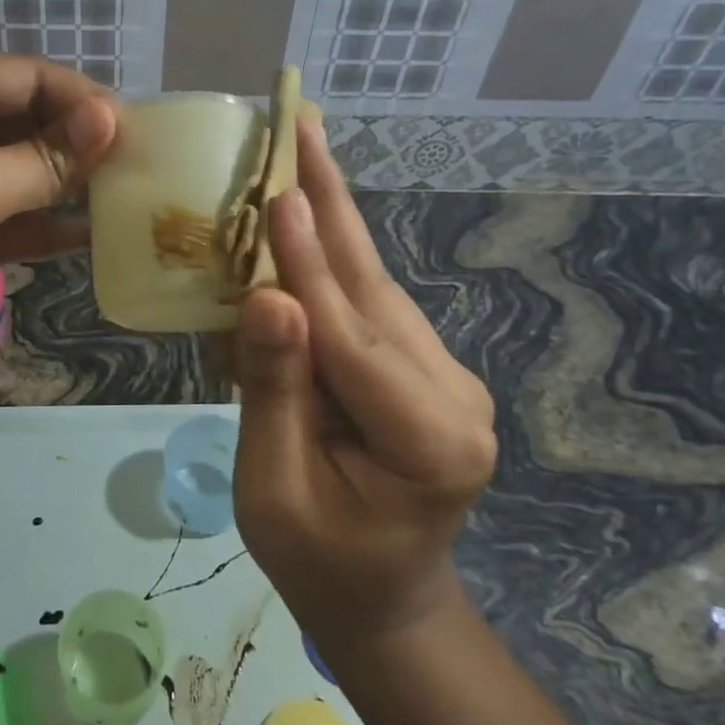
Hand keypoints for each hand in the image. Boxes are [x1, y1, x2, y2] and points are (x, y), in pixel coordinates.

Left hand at [0, 53, 115, 362]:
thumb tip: (113, 121)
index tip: (136, 132)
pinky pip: (11, 217)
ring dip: (68, 187)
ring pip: (24, 173)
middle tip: (141, 168)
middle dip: (80, 146)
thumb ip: (45, 160)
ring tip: (128, 199)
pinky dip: (45, 227)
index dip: (84, 102)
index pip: (30, 77)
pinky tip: (91, 236)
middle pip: (30, 123)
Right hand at [233, 116, 496, 646]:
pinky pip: (371, 305)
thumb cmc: (318, 561)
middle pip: (375, 289)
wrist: (383, 600)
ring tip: (300, 150)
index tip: (277, 193)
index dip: (307, 265)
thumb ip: (275, 394)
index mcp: (428, 441)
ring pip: (375, 287)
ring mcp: (447, 377)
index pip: (353, 339)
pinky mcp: (428, 369)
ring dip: (331, 219)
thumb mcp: (274, 490)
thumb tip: (270, 300)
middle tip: (303, 124)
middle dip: (331, 205)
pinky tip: (306, 213)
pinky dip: (332, 258)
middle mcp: (454, 396)